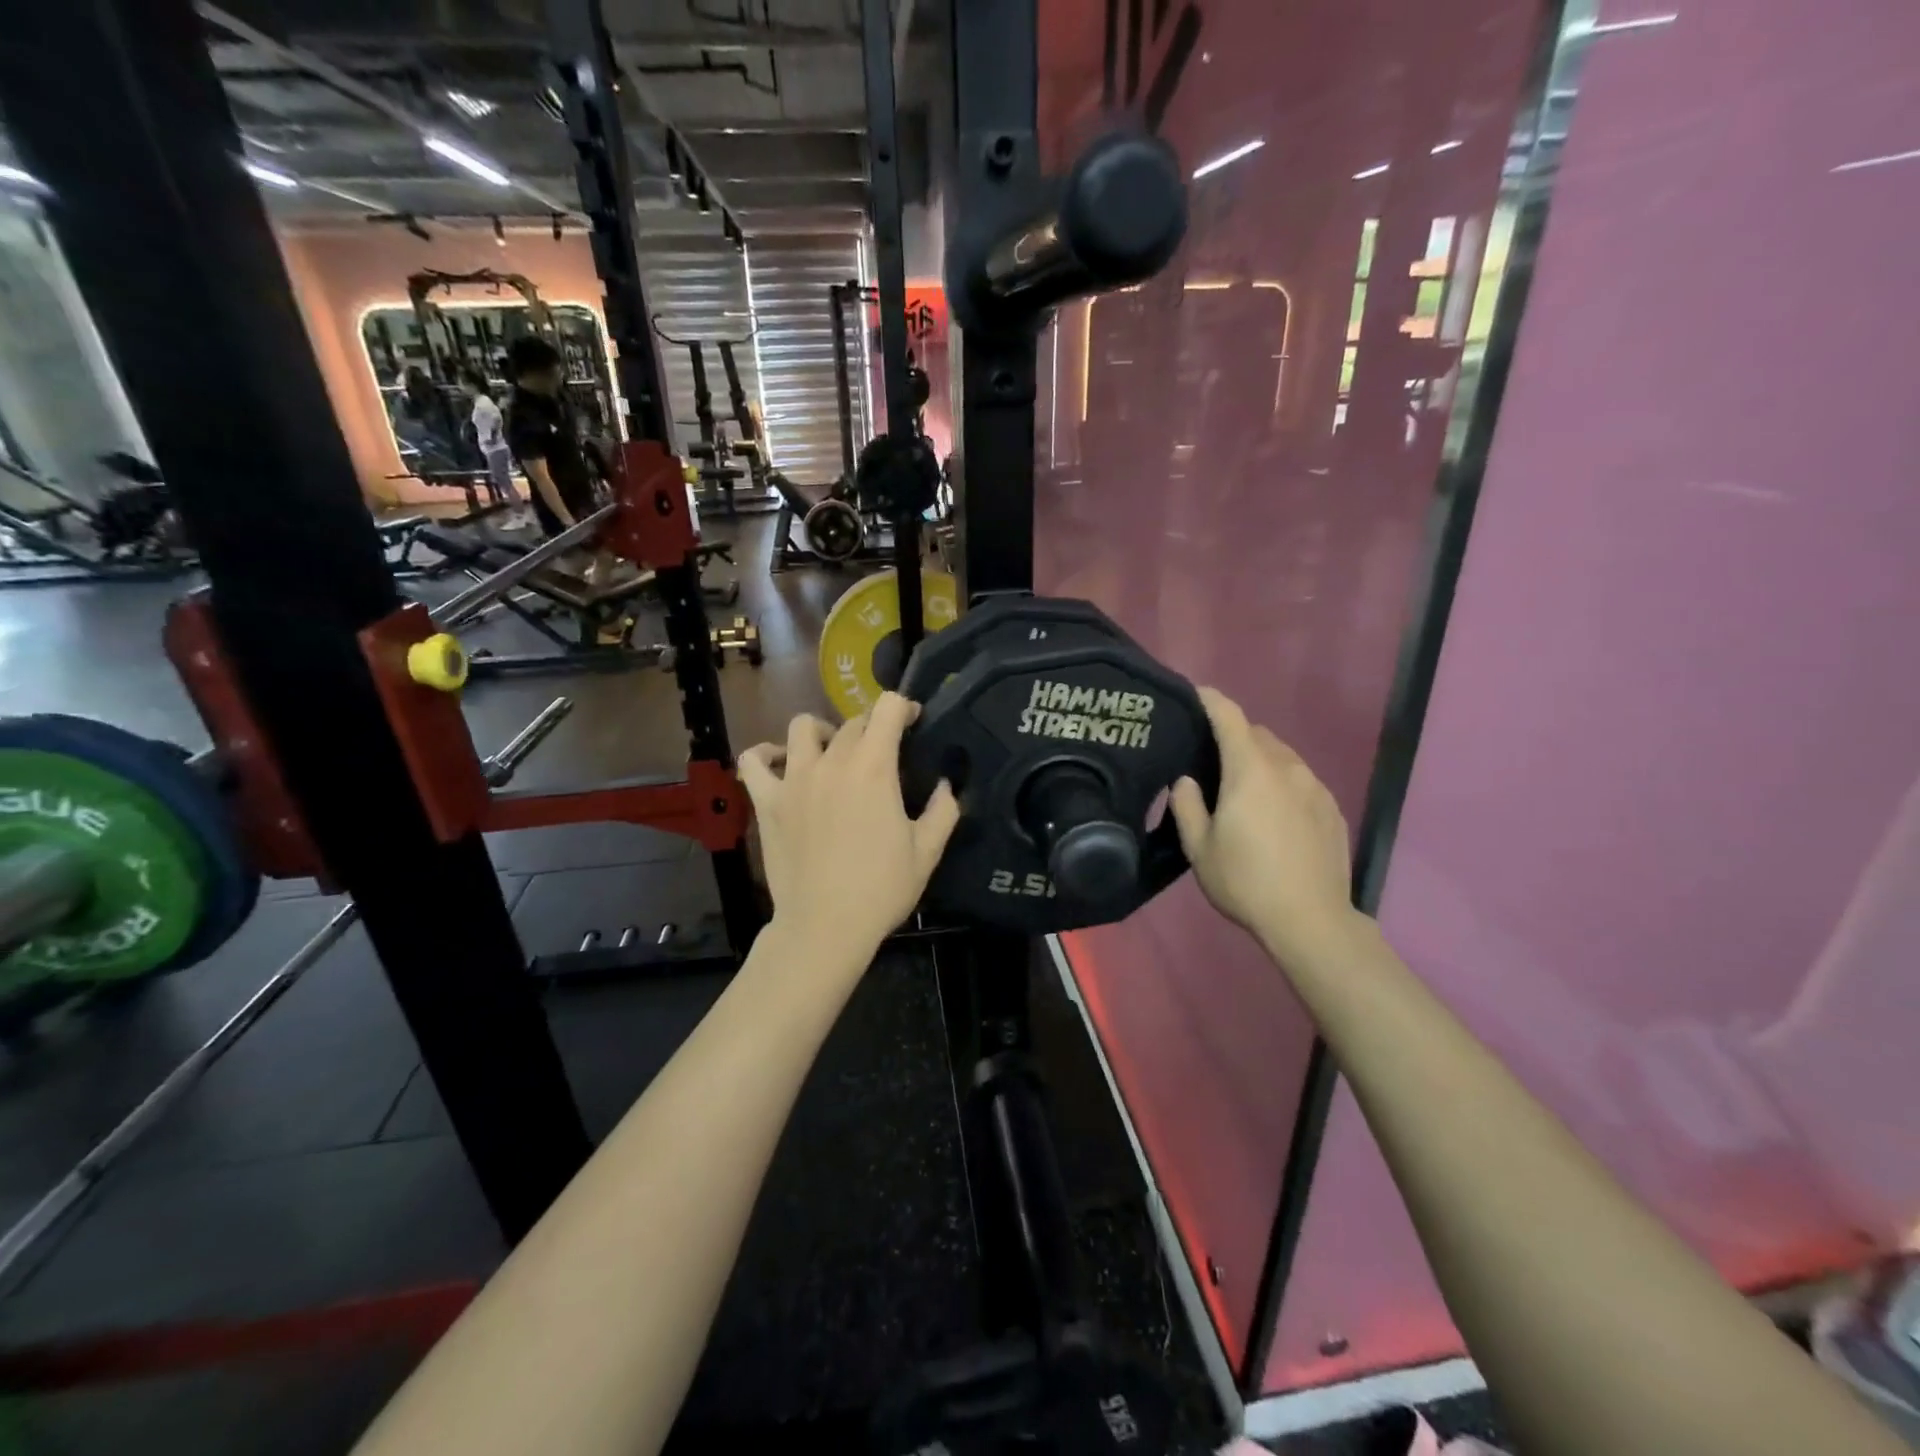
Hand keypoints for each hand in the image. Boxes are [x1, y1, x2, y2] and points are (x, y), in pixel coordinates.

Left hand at [740, 694, 960, 962]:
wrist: (825, 926)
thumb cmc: (881, 890)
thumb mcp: (927, 852)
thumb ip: (943, 810)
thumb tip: (945, 784)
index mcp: (874, 768)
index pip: (887, 708)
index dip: (904, 708)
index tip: (913, 722)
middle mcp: (832, 762)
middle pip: (852, 722)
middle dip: (873, 729)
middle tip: (882, 755)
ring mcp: (794, 779)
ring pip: (803, 727)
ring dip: (823, 732)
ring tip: (832, 753)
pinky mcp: (767, 801)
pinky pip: (754, 761)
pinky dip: (766, 754)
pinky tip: (781, 762)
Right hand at [1169, 687, 1360, 968]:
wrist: (1311, 920)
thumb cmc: (1246, 881)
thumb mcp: (1199, 849)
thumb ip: (1188, 806)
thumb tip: (1186, 781)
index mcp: (1250, 771)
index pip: (1230, 717)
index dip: (1210, 700)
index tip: (1194, 694)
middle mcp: (1287, 768)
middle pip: (1258, 735)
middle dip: (1234, 736)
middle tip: (1211, 758)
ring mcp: (1315, 787)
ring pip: (1283, 757)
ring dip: (1261, 760)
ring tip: (1243, 789)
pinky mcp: (1332, 809)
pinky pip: (1302, 780)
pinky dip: (1283, 783)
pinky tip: (1274, 814)